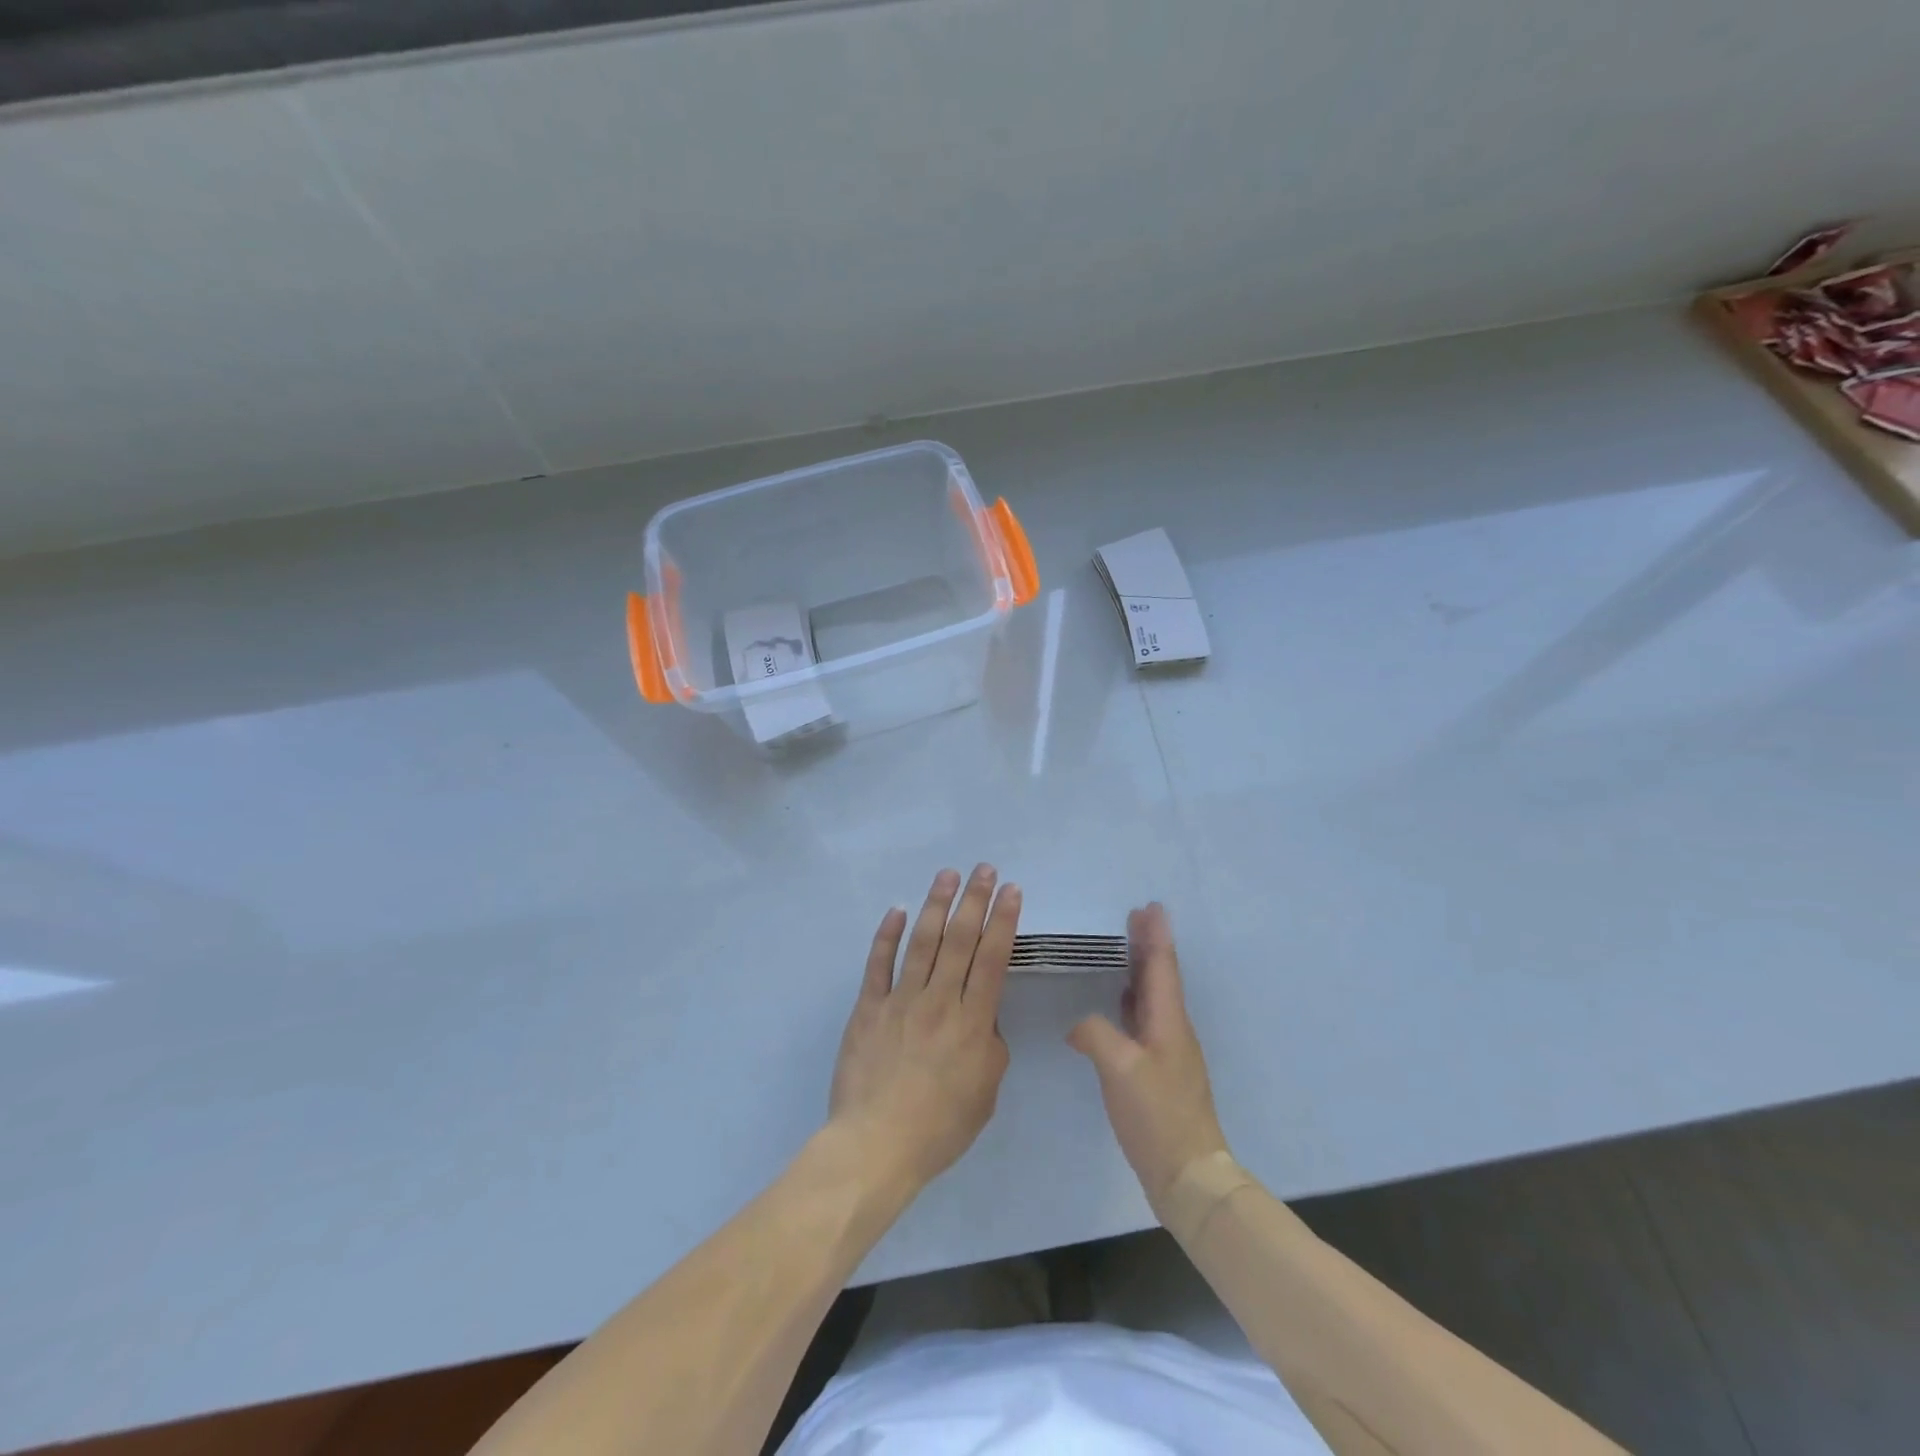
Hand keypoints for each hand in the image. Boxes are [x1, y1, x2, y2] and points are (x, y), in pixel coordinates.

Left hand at [829, 865, 1020, 1193]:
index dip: (1003, 920)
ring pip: (922, 942)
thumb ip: (990, 1046)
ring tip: (948, 875)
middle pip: (960, 940)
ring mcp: (900, 1001)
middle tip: (984, 869)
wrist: (876, 1146)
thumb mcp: (986, 1092)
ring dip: (936, 905)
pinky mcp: (868, 1008)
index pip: (992, 959)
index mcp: (972, 1023)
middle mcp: (938, 1002)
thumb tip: (983, 1016)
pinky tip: (898, 910)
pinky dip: (888, 935)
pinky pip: (878, 964)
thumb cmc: (940, 1127)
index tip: (1011, 890)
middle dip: (974, 900)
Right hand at [1068, 903, 1229, 1214]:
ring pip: (1153, 997)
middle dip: (1148, 945)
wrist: (1188, 1175)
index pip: (1162, 966)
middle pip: (1160, 976)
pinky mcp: (1160, 1072)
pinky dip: (1133, 1000)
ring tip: (1126, 949)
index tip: (1150, 906)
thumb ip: (1095, 1034)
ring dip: (1141, 969)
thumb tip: (1079, 1026)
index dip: (1156, 935)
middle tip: (1135, 916)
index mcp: (1168, 1021)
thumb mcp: (1120, 1068)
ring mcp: (1169, 1052)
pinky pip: (1145, 1019)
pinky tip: (1120, 1004)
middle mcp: (1173, 1029)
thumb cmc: (1157, 1115)